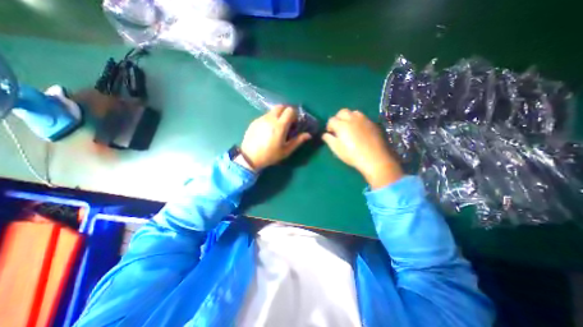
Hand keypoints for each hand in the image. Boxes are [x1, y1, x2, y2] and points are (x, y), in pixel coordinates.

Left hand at [239, 104, 312, 172]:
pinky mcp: (254, 121)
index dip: (294, 115)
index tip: (294, 123)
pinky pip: (265, 116)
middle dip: (286, 111)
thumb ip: (298, 141)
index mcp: (280, 126)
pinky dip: (270, 119)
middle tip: (287, 122)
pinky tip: (268, 130)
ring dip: (278, 115)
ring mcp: (261, 119)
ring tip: (277, 126)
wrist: (249, 157)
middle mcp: (270, 119)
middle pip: (281, 106)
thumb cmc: (270, 155)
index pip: (290, 110)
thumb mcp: (286, 150)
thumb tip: (308, 135)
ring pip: (272, 111)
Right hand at [321, 108, 403, 187]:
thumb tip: (325, 135)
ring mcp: (364, 120)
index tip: (330, 133)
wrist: (375, 158)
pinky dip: (359, 121)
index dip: (329, 126)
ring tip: (350, 127)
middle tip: (339, 127)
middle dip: (338, 118)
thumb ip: (329, 140)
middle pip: (342, 112)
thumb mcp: (337, 149)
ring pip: (354, 112)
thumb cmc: (352, 155)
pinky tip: (360, 131)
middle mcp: (352, 119)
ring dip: (349, 117)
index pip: (331, 120)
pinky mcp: (373, 123)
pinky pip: (363, 118)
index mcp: (341, 125)